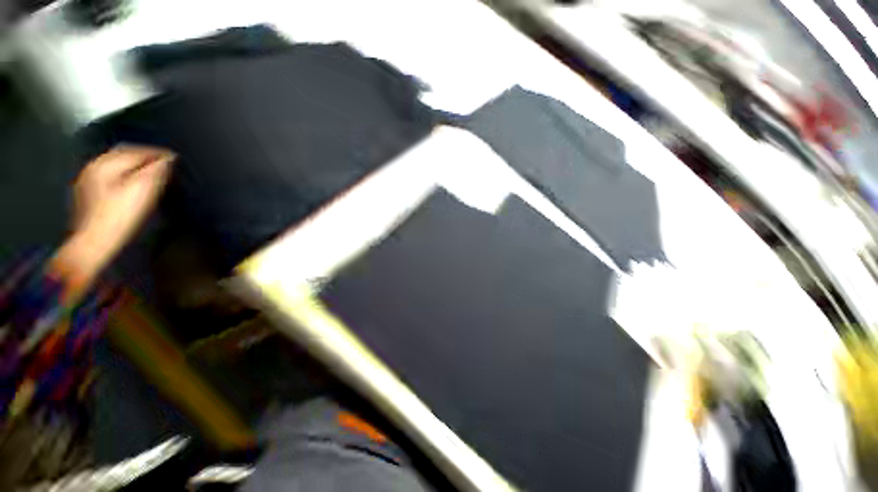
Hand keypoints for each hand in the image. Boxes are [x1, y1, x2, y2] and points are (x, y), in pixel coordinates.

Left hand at [51, 146, 173, 299]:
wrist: (94, 243)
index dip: (158, 153)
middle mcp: (94, 167)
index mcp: (106, 164)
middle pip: (124, 154)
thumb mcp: (142, 190)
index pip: (137, 150)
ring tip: (152, 172)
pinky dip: (125, 175)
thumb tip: (168, 159)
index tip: (175, 157)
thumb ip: (156, 171)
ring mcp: (89, 182)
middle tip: (164, 163)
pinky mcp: (90, 196)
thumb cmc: (120, 216)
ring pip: (116, 165)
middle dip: (144, 156)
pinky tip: (133, 184)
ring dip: (135, 165)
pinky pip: (111, 177)